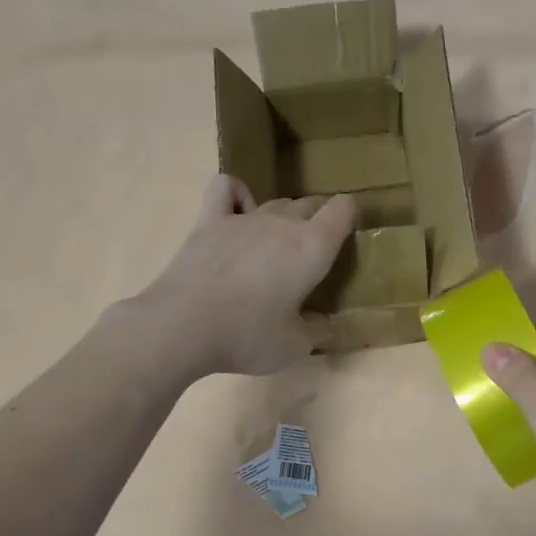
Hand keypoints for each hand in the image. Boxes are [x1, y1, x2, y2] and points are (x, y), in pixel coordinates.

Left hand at [139, 174, 358, 376]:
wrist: (183, 326)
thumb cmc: (248, 336)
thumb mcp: (294, 346)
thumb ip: (316, 330)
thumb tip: (323, 323)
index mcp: (312, 247)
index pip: (344, 208)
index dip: (351, 216)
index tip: (349, 237)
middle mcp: (282, 223)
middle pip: (311, 203)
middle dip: (320, 220)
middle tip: (315, 255)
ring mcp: (243, 217)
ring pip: (276, 202)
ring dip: (285, 217)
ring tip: (279, 248)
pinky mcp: (209, 221)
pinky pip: (227, 189)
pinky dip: (238, 195)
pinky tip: (239, 213)